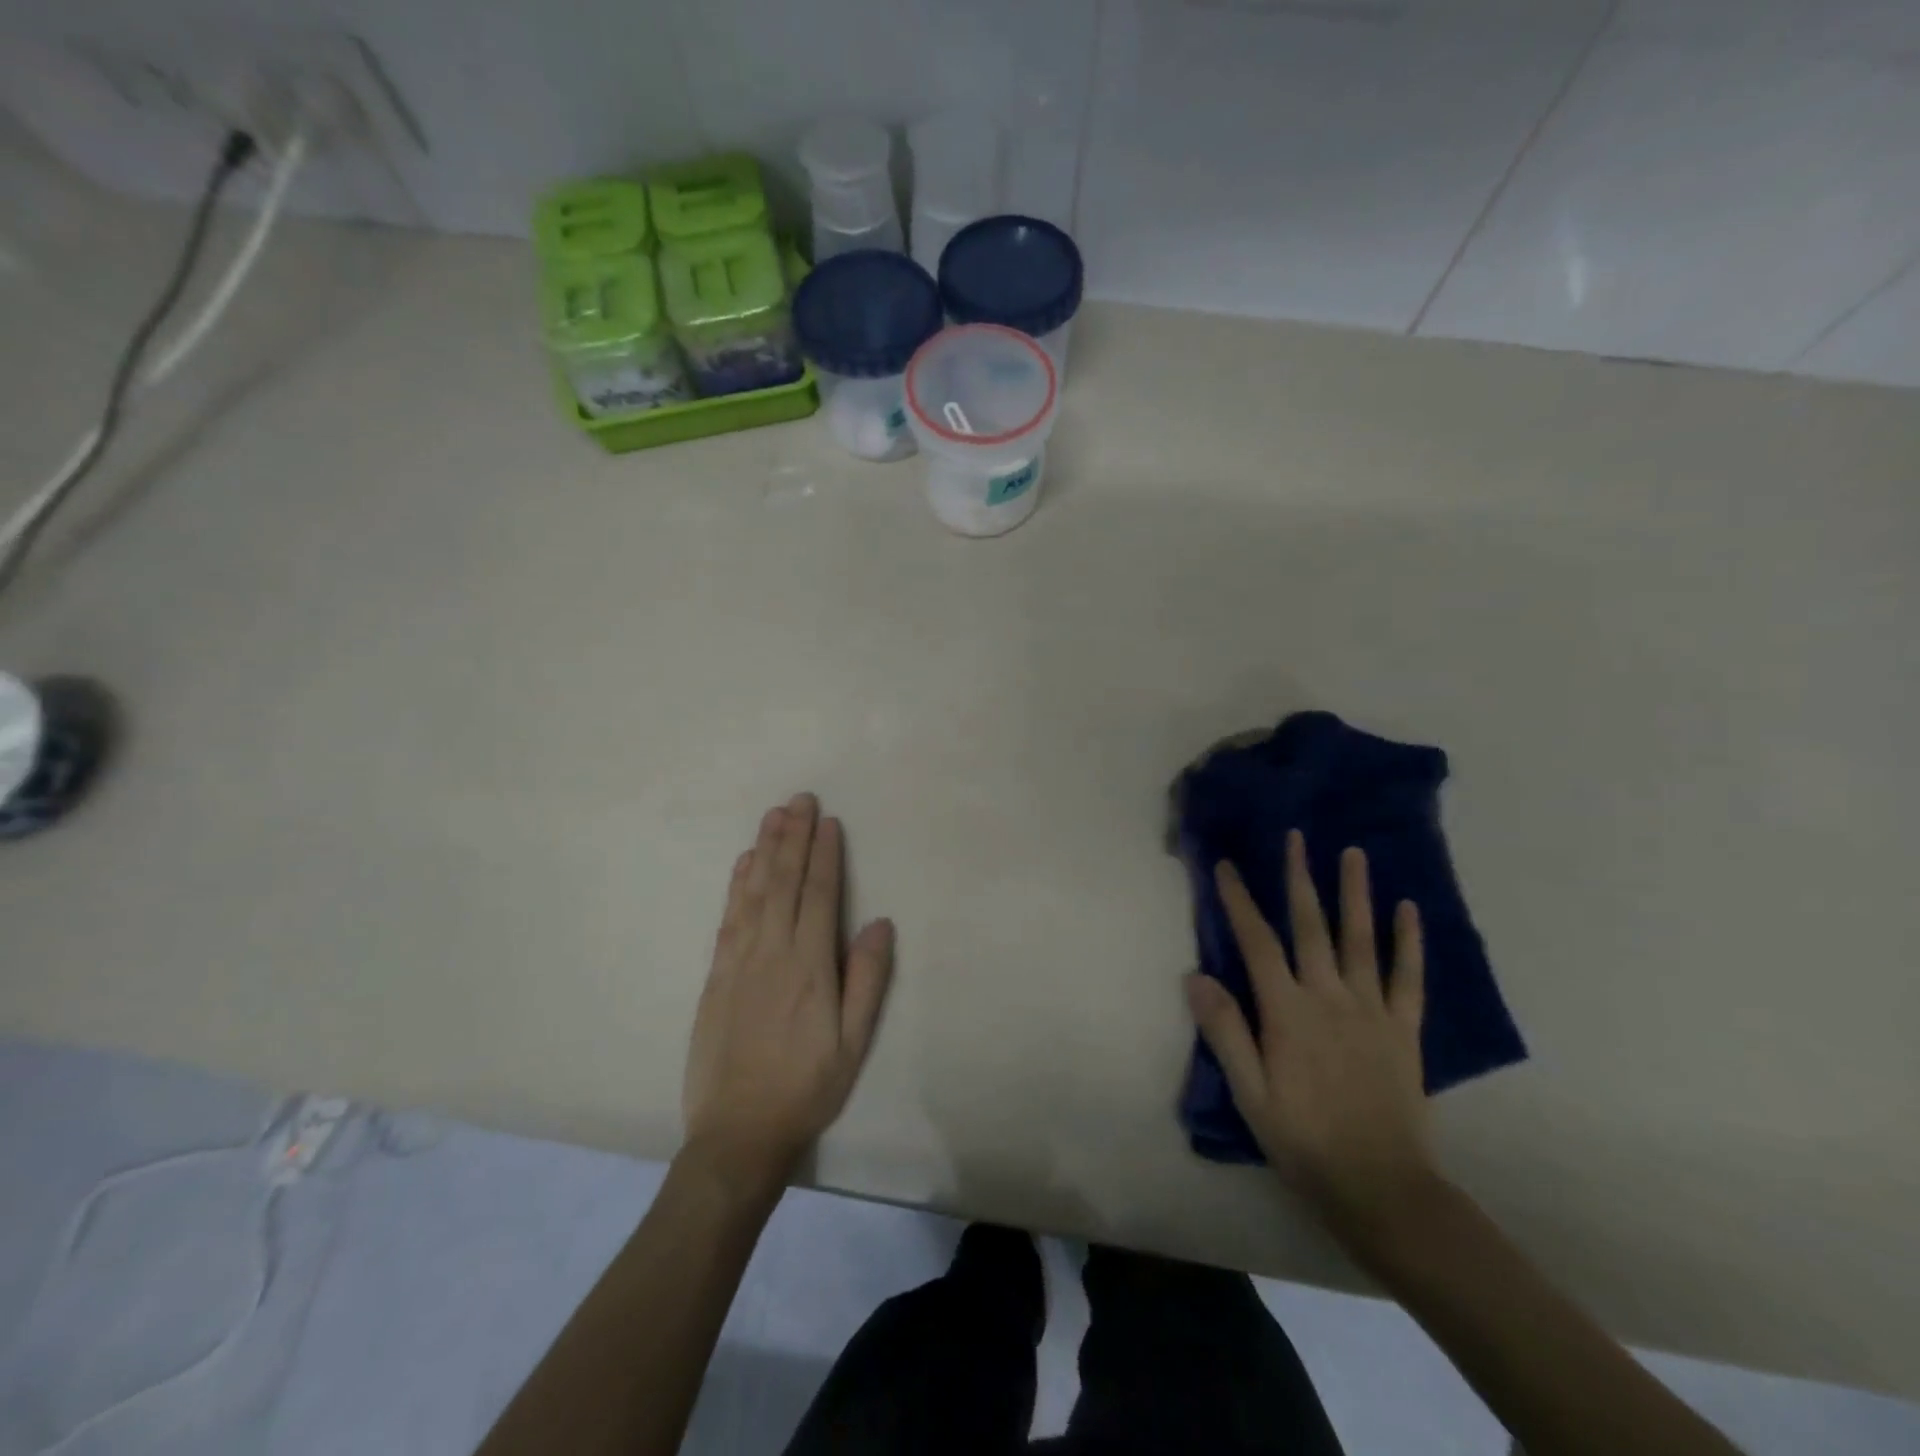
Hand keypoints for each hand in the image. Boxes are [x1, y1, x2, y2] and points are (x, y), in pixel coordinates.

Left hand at [683, 793, 895, 1183]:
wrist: (737, 1133)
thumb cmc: (807, 1087)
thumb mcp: (854, 1043)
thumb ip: (867, 979)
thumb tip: (879, 923)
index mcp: (810, 966)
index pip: (819, 895)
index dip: (824, 855)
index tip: (828, 821)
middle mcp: (772, 952)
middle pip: (783, 882)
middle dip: (793, 837)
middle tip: (799, 799)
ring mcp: (738, 962)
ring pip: (753, 892)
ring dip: (764, 850)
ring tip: (773, 815)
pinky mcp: (715, 976)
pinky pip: (727, 918)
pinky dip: (736, 885)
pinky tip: (742, 864)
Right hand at [1185, 830, 1434, 1242]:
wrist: (1382, 1189)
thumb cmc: (1304, 1141)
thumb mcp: (1250, 1094)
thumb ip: (1225, 1032)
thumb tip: (1195, 976)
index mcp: (1287, 1013)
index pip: (1257, 943)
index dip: (1239, 901)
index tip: (1225, 866)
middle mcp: (1329, 999)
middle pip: (1311, 927)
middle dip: (1299, 878)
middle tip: (1295, 837)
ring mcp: (1372, 1011)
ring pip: (1360, 940)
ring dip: (1355, 893)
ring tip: (1352, 853)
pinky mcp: (1404, 1029)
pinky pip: (1408, 977)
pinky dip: (1408, 941)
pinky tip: (1408, 910)